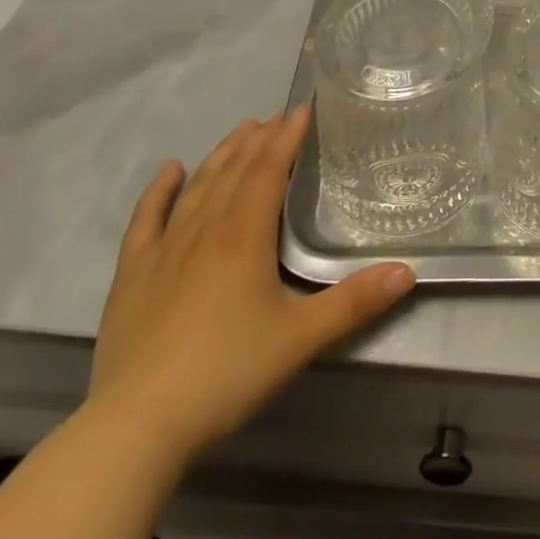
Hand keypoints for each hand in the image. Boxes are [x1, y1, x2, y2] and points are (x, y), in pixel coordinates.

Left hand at [88, 109, 415, 463]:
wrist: (136, 427)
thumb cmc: (226, 374)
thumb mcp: (301, 339)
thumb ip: (354, 303)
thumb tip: (407, 272)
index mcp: (244, 236)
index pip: (268, 170)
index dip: (286, 138)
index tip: (301, 110)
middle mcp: (204, 230)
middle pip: (234, 171)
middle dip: (258, 139)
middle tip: (276, 116)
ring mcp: (163, 251)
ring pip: (197, 187)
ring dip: (221, 154)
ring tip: (241, 129)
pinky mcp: (132, 276)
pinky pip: (146, 221)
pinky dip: (159, 191)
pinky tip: (170, 170)